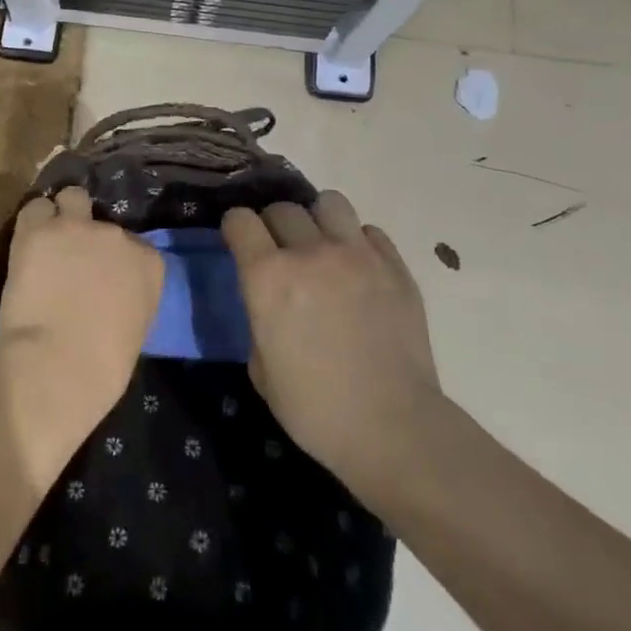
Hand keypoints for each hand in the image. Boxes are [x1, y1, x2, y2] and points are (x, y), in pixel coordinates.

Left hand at [0, 188, 163, 465]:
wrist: (59, 365)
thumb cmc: (103, 366)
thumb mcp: (135, 325)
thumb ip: (128, 295)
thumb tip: (107, 291)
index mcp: (148, 262)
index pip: (133, 245)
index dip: (113, 260)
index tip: (100, 278)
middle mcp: (117, 235)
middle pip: (102, 223)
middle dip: (88, 239)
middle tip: (70, 264)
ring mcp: (78, 227)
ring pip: (72, 198)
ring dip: (62, 216)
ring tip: (48, 241)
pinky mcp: (39, 229)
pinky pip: (35, 209)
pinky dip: (31, 224)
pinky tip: (25, 246)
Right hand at [223, 191, 441, 508]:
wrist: (394, 428)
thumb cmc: (316, 409)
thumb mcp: (261, 369)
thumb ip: (258, 319)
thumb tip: (268, 303)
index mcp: (268, 278)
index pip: (240, 220)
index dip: (236, 228)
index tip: (238, 241)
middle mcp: (309, 253)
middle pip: (282, 208)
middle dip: (273, 225)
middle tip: (281, 252)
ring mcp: (357, 254)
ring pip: (329, 202)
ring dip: (317, 220)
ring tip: (322, 246)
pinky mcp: (394, 265)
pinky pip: (369, 231)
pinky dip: (358, 243)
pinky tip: (358, 270)